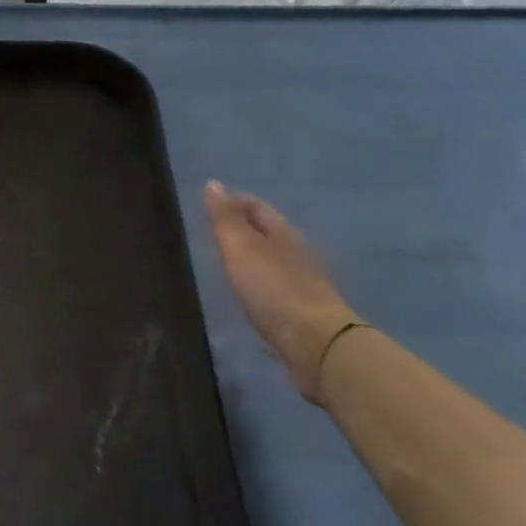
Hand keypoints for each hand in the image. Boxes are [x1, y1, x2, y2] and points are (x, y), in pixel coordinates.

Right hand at [203, 183, 358, 402]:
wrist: (315, 343)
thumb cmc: (273, 289)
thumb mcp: (241, 248)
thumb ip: (225, 218)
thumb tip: (213, 183)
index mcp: (282, 232)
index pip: (256, 206)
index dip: (233, 202)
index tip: (210, 205)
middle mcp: (297, 251)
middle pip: (268, 231)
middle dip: (244, 228)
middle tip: (215, 233)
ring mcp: (304, 281)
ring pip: (273, 258)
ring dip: (253, 256)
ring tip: (228, 262)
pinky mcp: (304, 309)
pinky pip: (277, 285)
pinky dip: (261, 282)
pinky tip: (250, 293)